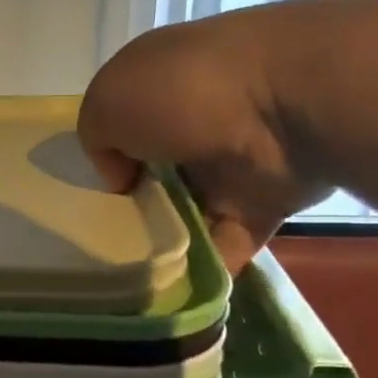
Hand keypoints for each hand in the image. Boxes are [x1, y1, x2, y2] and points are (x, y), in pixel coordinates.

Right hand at [77, 13, 327, 272]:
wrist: (290, 105)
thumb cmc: (186, 90)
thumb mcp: (109, 100)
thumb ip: (97, 139)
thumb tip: (124, 179)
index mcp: (160, 84)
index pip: (123, 123)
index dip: (104, 156)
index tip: (86, 193)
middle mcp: (194, 121)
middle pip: (152, 173)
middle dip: (130, 206)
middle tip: (102, 243)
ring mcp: (231, 163)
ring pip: (186, 211)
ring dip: (161, 242)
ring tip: (126, 278)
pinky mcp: (263, 203)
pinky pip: (223, 243)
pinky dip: (201, 268)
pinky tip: (167, 292)